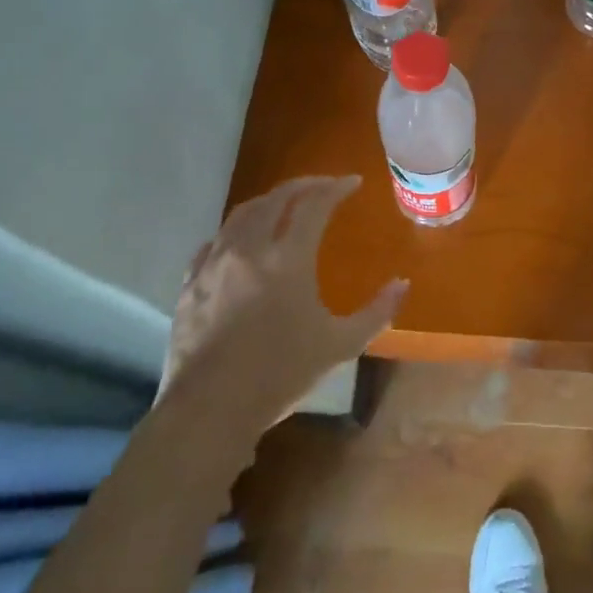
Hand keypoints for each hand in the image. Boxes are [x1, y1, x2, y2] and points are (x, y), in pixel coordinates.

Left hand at [159, 176, 405, 434]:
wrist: (209, 410)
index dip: (336, 188)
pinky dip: (235, 231)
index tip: (353, 183)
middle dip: (304, 185)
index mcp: (288, 259)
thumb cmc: (281, 374)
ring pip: (242, 214)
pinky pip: (214, 242)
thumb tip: (402, 283)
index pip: (315, 204)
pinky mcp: (191, 283)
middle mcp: (250, 249)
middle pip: (276, 198)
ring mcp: (215, 264)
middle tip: (323, 186)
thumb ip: (376, 312)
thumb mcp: (340, 345)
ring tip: (284, 205)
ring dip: (268, 202)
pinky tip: (241, 242)